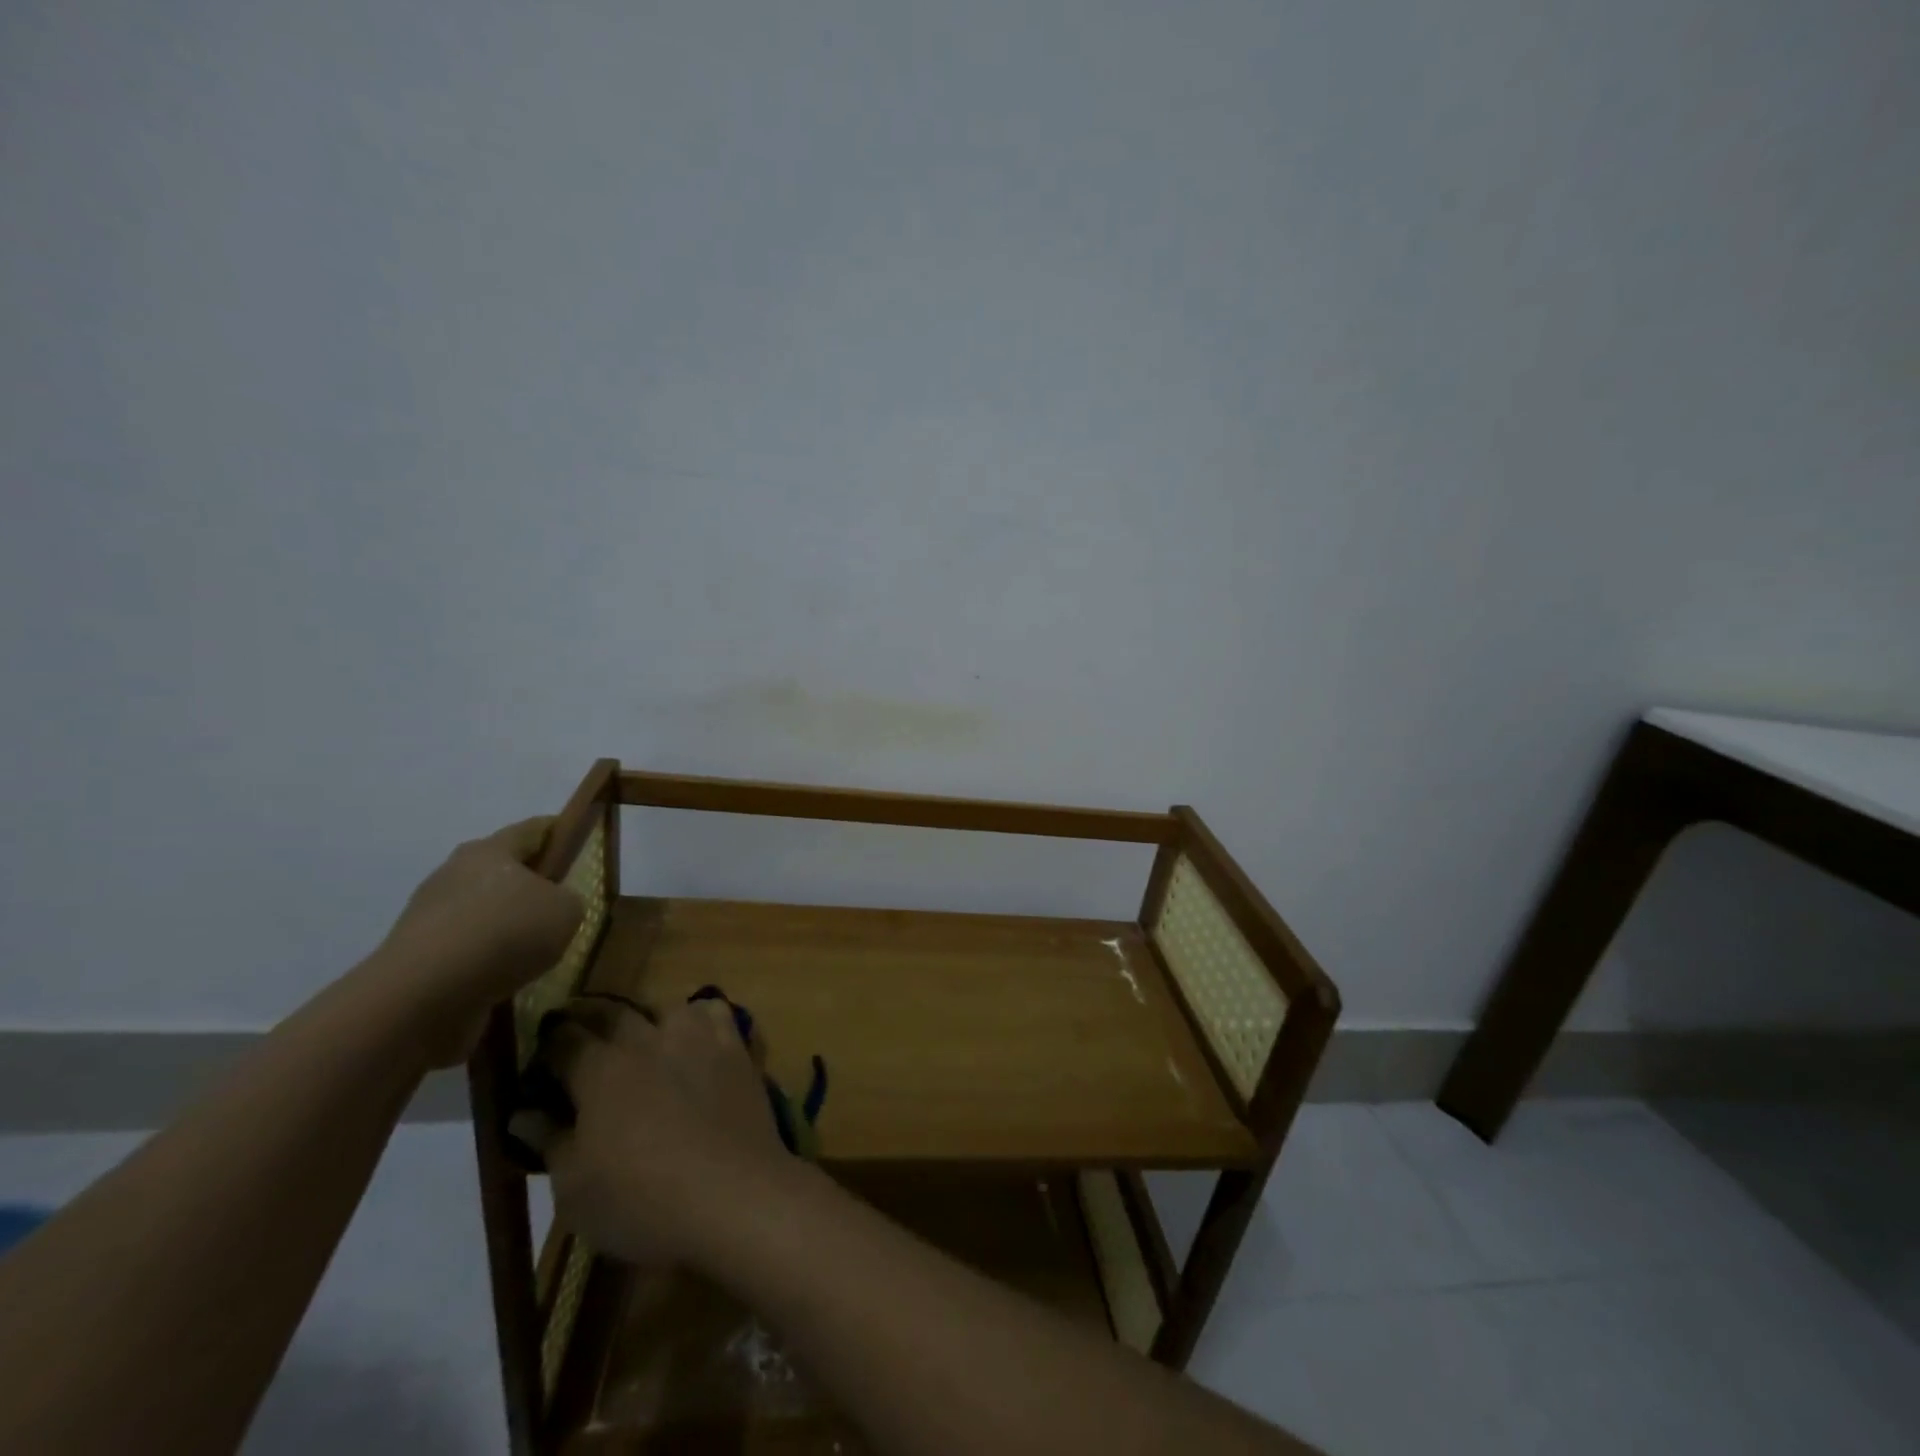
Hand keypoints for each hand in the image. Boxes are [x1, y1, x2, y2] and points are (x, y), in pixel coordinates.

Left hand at [375, 818, 584, 1063]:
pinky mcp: (418, 956)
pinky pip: (466, 949)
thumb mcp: (566, 911)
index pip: (533, 830)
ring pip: (483, 912)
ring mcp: (430, 916)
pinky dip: (488, 959)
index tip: (581, 845)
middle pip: (503, 870)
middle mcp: (454, 874)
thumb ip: (569, 900)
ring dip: (507, 926)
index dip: (560, 833)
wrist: (423, 997)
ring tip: (539, 951)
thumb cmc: (505, 933)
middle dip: (532, 884)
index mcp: (490, 850)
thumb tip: (555, 906)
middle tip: (564, 905)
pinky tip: (509, 977)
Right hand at [543, 999, 793, 1271]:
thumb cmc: (641, 1201)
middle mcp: (646, 1039)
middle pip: (611, 1012)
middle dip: (588, 1017)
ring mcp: (696, 1037)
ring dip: (644, 1017)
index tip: (541, 1051)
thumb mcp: (574, 1188)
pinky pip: (714, 1012)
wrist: (732, 1194)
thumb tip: (523, 1113)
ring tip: (639, 1035)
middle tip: (579, 1032)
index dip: (547, 1043)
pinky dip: (698, 1016)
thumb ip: (549, 1141)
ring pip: (663, 1006)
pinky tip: (695, 1035)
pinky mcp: (734, 1046)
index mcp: (600, 1070)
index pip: (563, 1039)